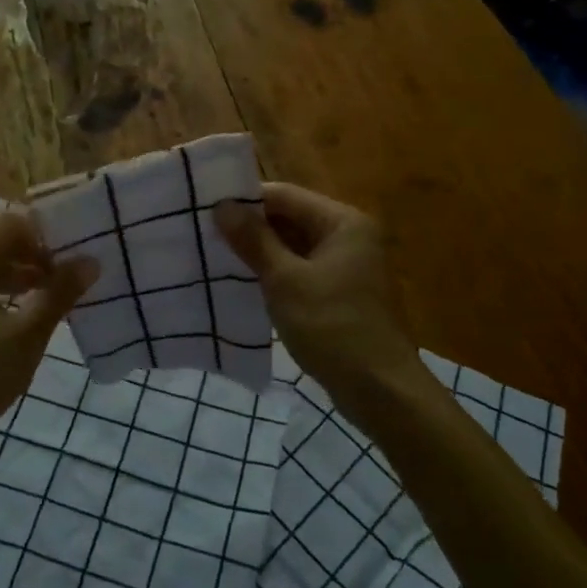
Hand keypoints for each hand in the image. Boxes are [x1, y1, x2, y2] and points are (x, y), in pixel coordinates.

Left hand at [0, 205, 97, 464]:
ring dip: (20, 271)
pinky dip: (0, 287)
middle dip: (35, 252)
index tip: (74, 255)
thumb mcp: (25, 338)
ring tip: (54, 295)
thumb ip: (59, 295)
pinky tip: (24, 312)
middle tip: (70, 275)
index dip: (45, 233)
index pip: (9, 221)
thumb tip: (91, 261)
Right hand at [215, 183, 422, 402]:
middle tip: (205, 235)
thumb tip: (222, 206)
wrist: (381, 392)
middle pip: (291, 219)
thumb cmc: (333, 327)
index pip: (285, 196)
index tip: (205, 210)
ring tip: (216, 258)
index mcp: (343, 222)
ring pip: (294, 247)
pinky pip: (302, 272)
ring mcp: (348, 267)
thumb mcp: (285, 281)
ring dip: (260, 253)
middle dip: (251, 228)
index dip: (245, 201)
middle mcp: (350, 236)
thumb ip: (253, 240)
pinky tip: (245, 285)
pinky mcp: (342, 294)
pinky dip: (276, 275)